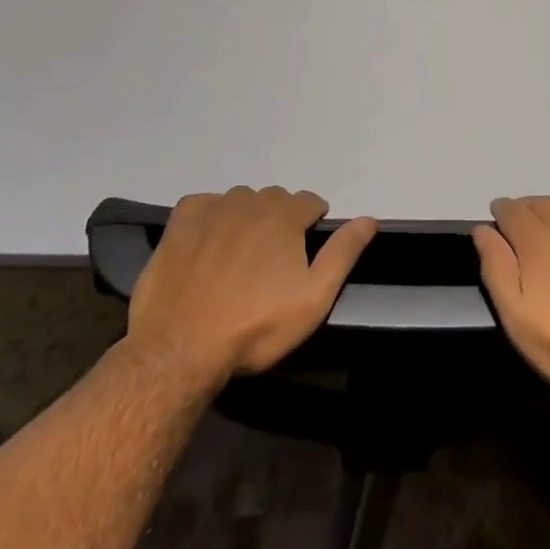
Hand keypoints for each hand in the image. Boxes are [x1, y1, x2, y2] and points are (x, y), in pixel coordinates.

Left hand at [127, 187, 375, 382]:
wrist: (180, 350)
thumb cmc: (256, 327)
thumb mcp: (314, 298)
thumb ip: (343, 254)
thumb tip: (369, 219)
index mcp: (285, 216)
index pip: (310, 202)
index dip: (312, 223)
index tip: (305, 251)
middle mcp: (250, 202)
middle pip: (275, 199)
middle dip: (281, 219)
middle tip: (273, 259)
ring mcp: (212, 210)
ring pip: (240, 200)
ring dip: (247, 217)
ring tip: (241, 254)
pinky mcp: (180, 223)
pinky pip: (204, 204)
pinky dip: (211, 214)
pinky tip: (208, 241)